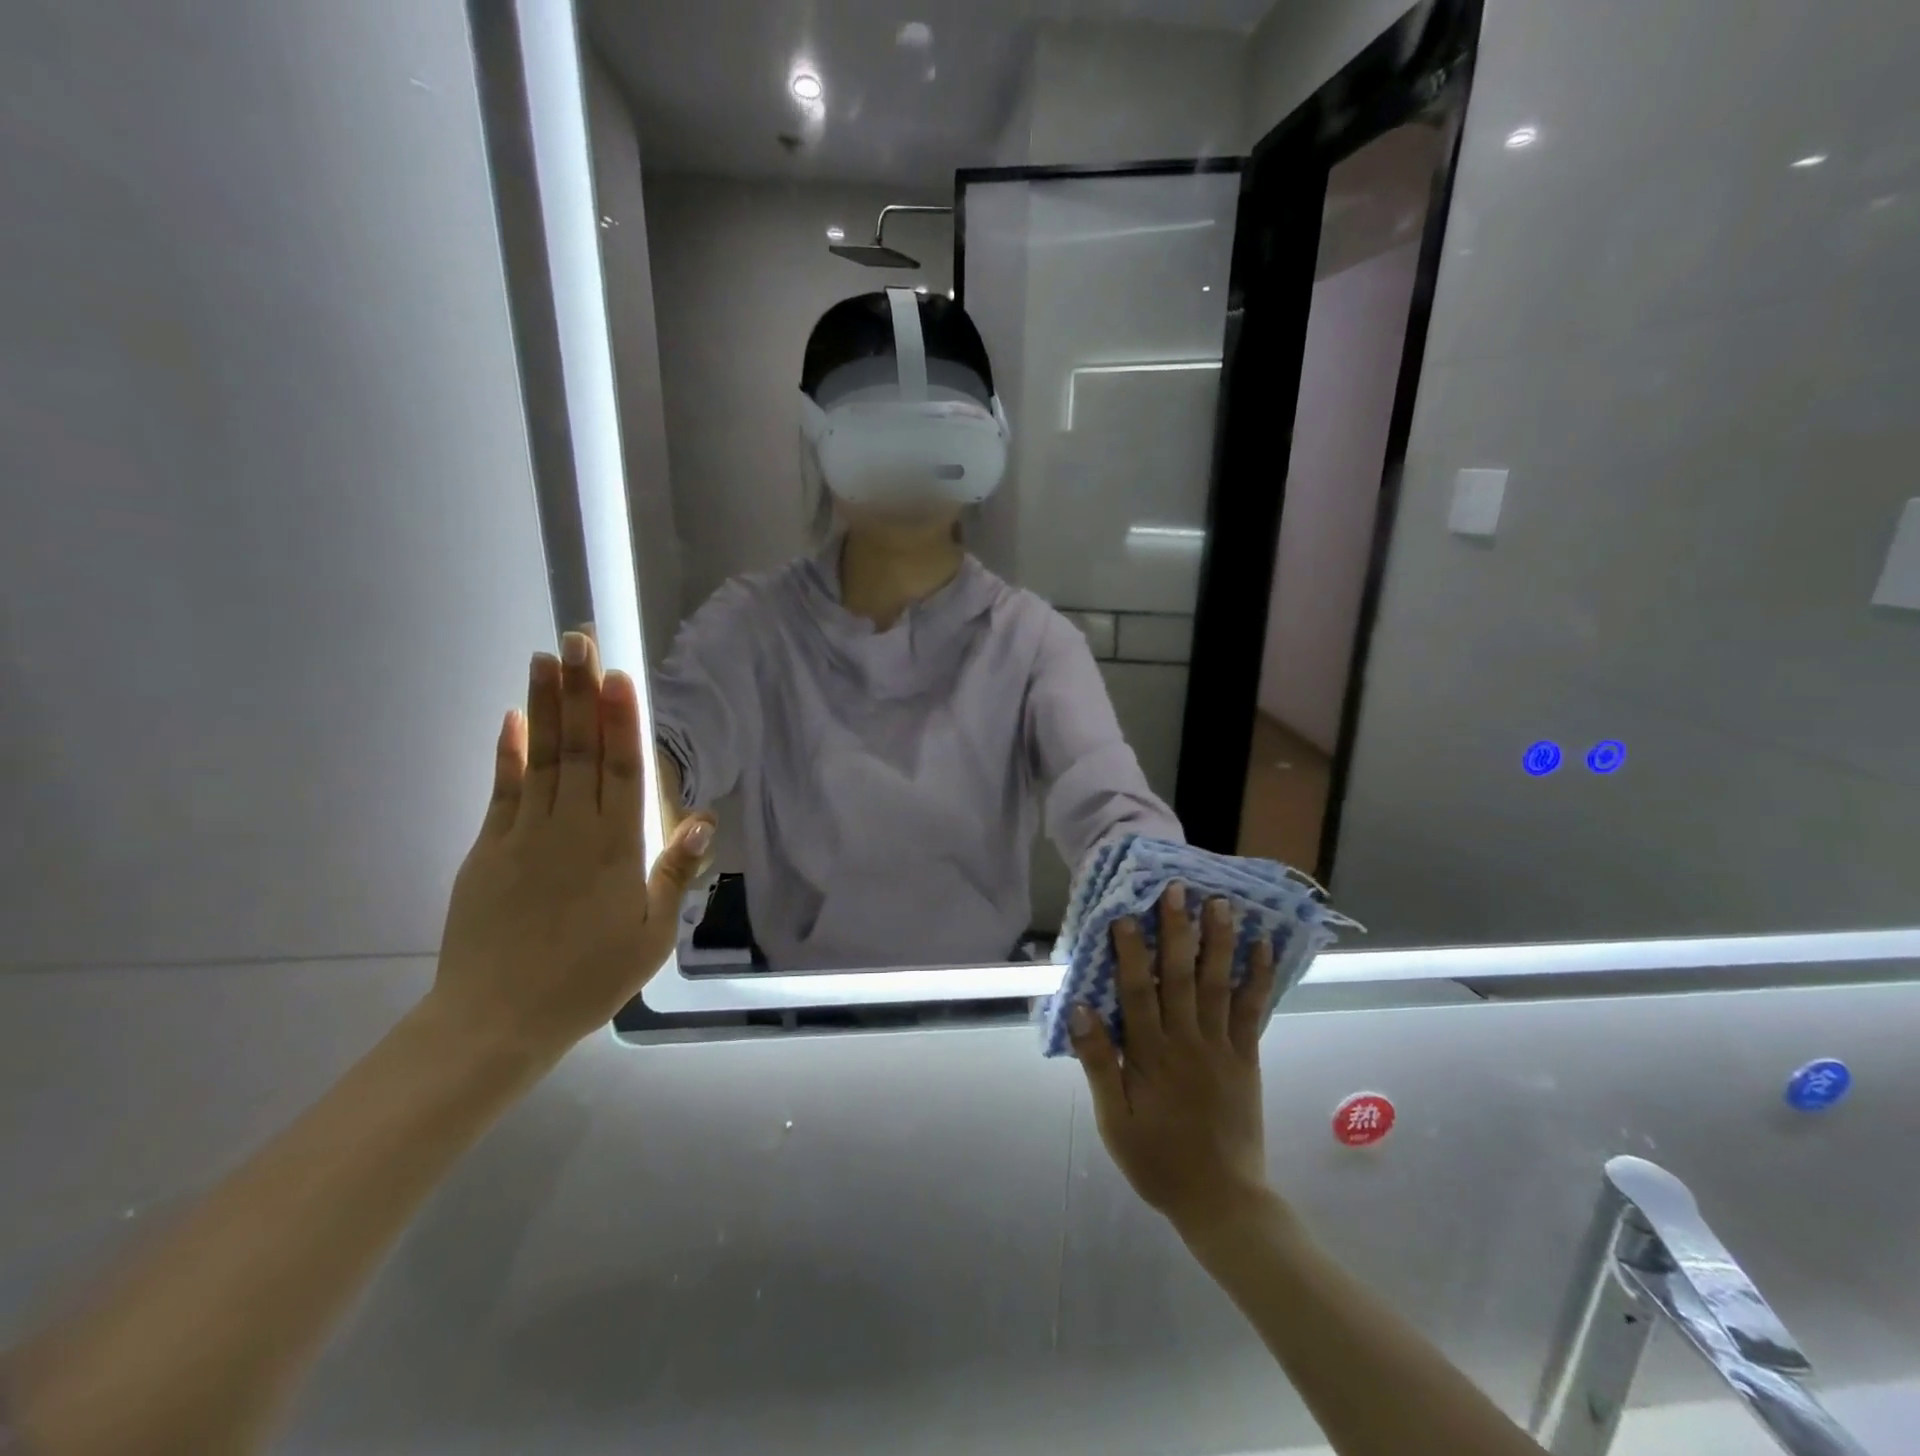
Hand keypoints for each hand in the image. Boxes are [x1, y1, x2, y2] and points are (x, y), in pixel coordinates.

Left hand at [431, 631, 714, 1061]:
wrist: (497, 1020)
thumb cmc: (589, 979)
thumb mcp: (651, 935)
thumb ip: (674, 872)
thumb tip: (702, 816)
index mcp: (614, 850)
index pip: (621, 771)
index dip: (620, 720)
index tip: (618, 675)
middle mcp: (570, 830)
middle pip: (580, 751)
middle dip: (580, 693)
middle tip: (577, 640)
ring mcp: (523, 836)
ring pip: (541, 759)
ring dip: (545, 708)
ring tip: (545, 659)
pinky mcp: (487, 850)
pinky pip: (502, 791)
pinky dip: (507, 753)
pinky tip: (511, 720)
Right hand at [1069, 886, 1275, 1233]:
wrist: (1221, 1202)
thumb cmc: (1157, 1159)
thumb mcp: (1114, 1121)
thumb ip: (1100, 1063)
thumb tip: (1080, 1009)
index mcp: (1151, 1054)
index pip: (1137, 991)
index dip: (1131, 951)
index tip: (1127, 914)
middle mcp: (1187, 1041)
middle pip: (1180, 977)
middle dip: (1178, 931)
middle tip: (1179, 889)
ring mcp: (1221, 1048)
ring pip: (1218, 986)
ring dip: (1219, 942)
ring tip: (1222, 904)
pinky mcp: (1247, 1059)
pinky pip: (1253, 1013)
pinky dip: (1258, 980)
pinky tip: (1262, 949)